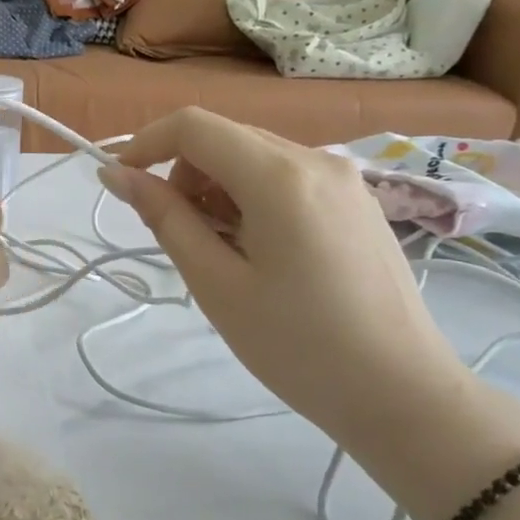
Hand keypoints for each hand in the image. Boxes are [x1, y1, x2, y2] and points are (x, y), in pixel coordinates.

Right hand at [99, 108, 472, 444]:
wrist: (402, 393)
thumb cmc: (297, 345)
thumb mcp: (216, 283)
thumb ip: (165, 218)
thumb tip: (117, 175)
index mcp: (279, 176)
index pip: (193, 126)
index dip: (146, 144)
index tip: (121, 184)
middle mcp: (316, 159)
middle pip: (224, 138)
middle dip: (184, 174)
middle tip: (179, 236)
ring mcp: (344, 178)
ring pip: (254, 157)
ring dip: (217, 188)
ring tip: (222, 252)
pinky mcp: (357, 201)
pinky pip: (286, 177)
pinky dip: (252, 198)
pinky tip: (260, 252)